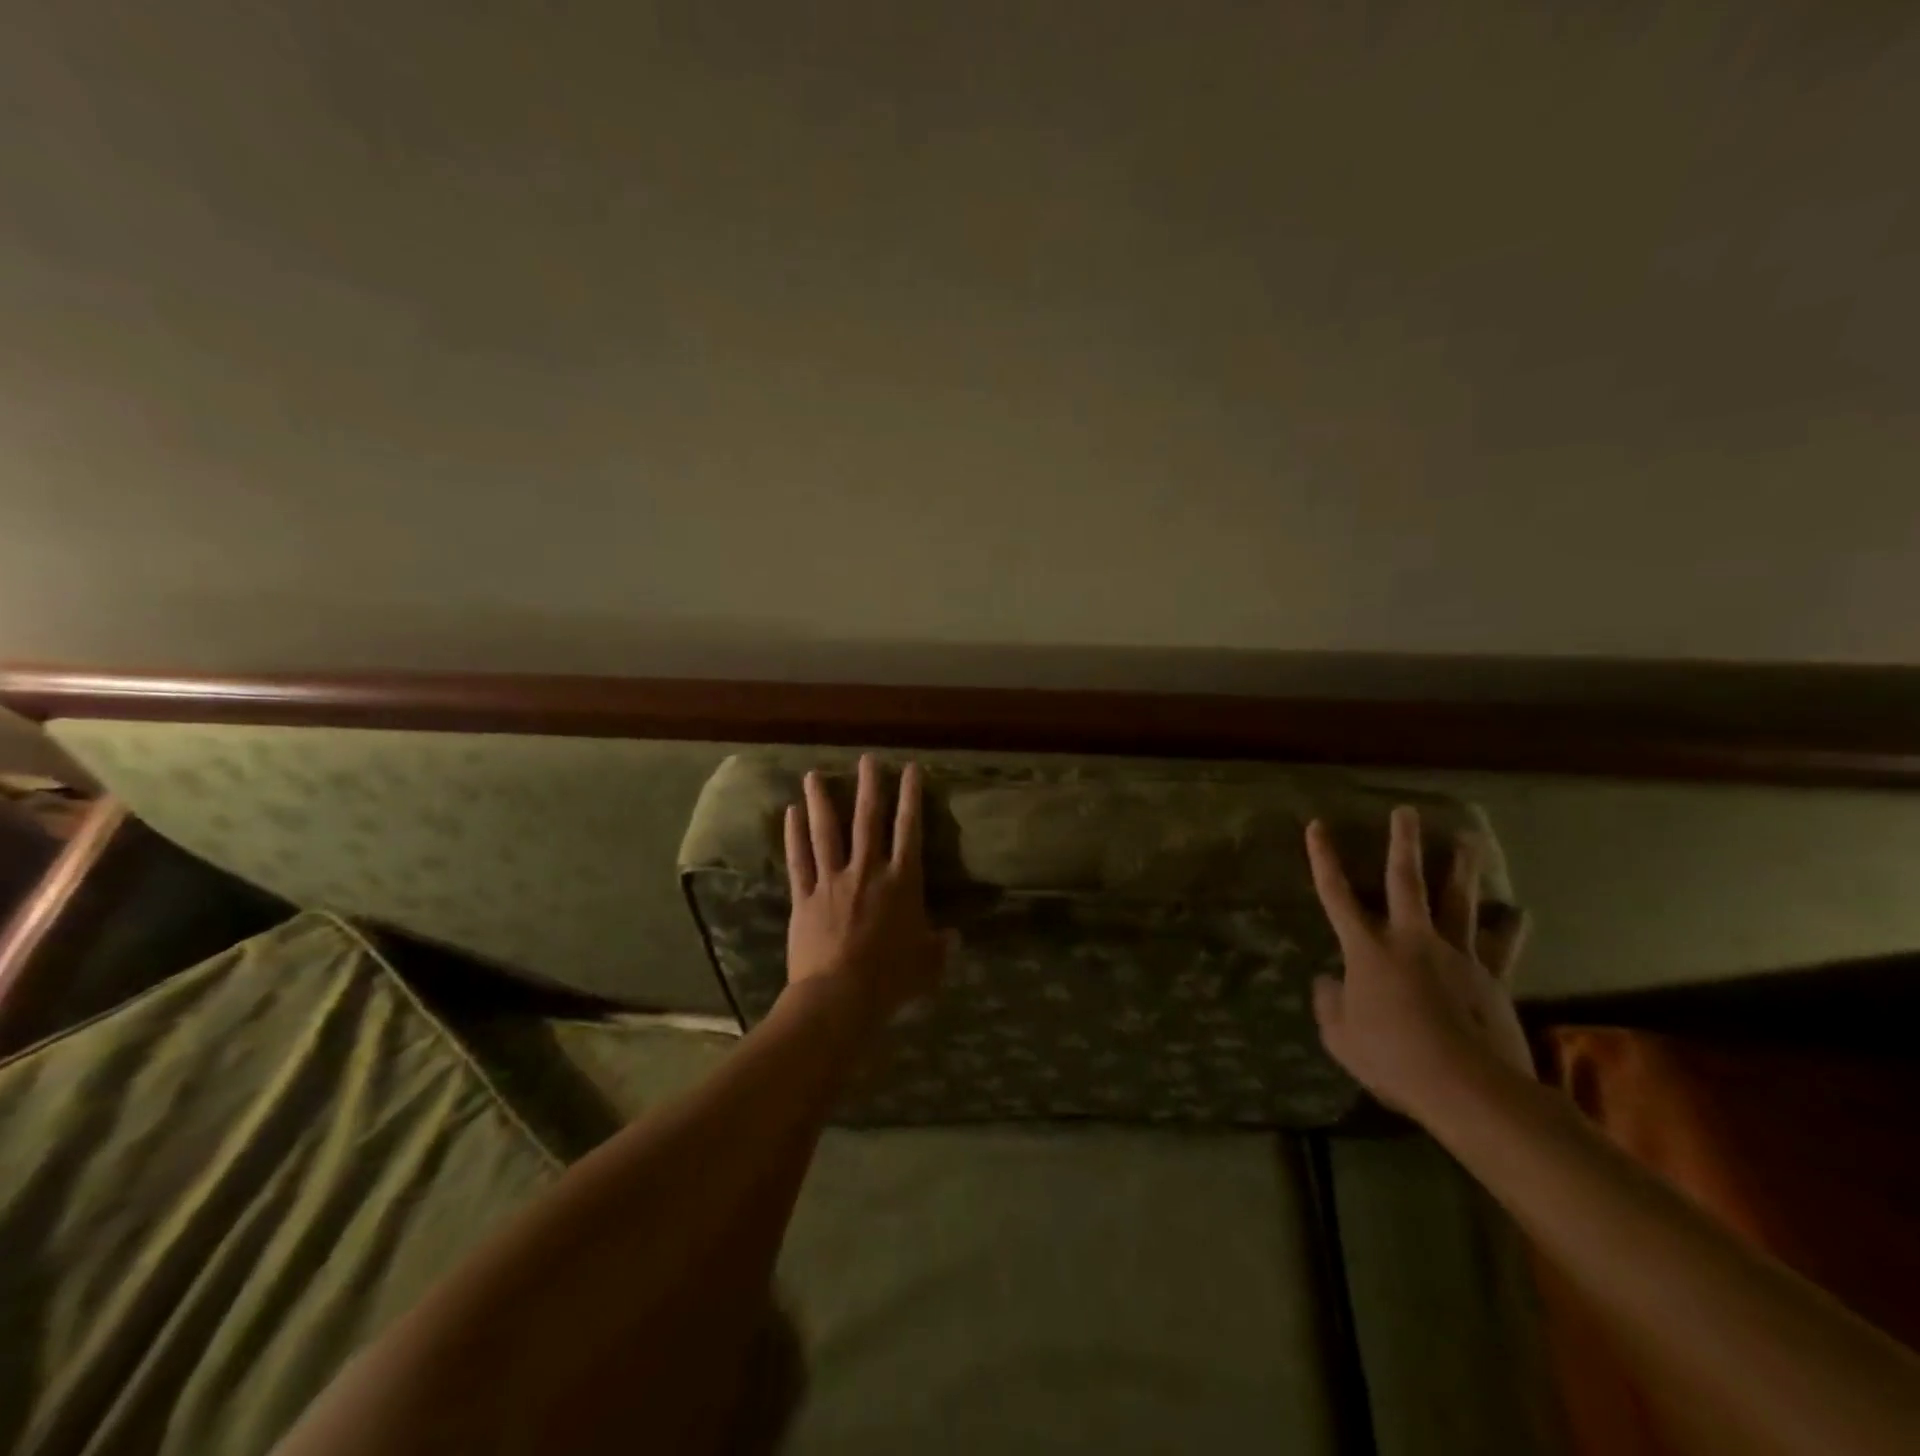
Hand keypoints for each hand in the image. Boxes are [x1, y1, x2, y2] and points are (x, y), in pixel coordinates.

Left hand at [784, 754, 950, 1023]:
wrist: (840, 995)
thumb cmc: (891, 978)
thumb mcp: (928, 964)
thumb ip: (941, 946)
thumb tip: (954, 937)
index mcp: (902, 882)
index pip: (910, 830)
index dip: (911, 797)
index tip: (910, 769)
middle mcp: (868, 871)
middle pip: (868, 820)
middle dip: (869, 787)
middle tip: (867, 759)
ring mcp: (833, 881)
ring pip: (826, 832)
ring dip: (821, 801)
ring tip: (814, 774)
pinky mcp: (805, 897)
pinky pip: (799, 860)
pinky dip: (794, 836)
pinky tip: (790, 813)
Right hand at [1305, 805, 1533, 1118]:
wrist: (1470, 1088)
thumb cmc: (1393, 1059)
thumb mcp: (1340, 1036)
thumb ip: (1329, 1004)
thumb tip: (1328, 981)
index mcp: (1367, 949)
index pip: (1336, 894)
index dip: (1323, 858)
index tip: (1317, 825)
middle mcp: (1411, 940)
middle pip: (1406, 881)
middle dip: (1404, 843)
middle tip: (1407, 811)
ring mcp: (1456, 956)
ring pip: (1458, 901)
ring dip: (1462, 868)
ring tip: (1469, 839)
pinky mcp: (1492, 978)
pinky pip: (1501, 946)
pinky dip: (1509, 928)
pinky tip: (1519, 913)